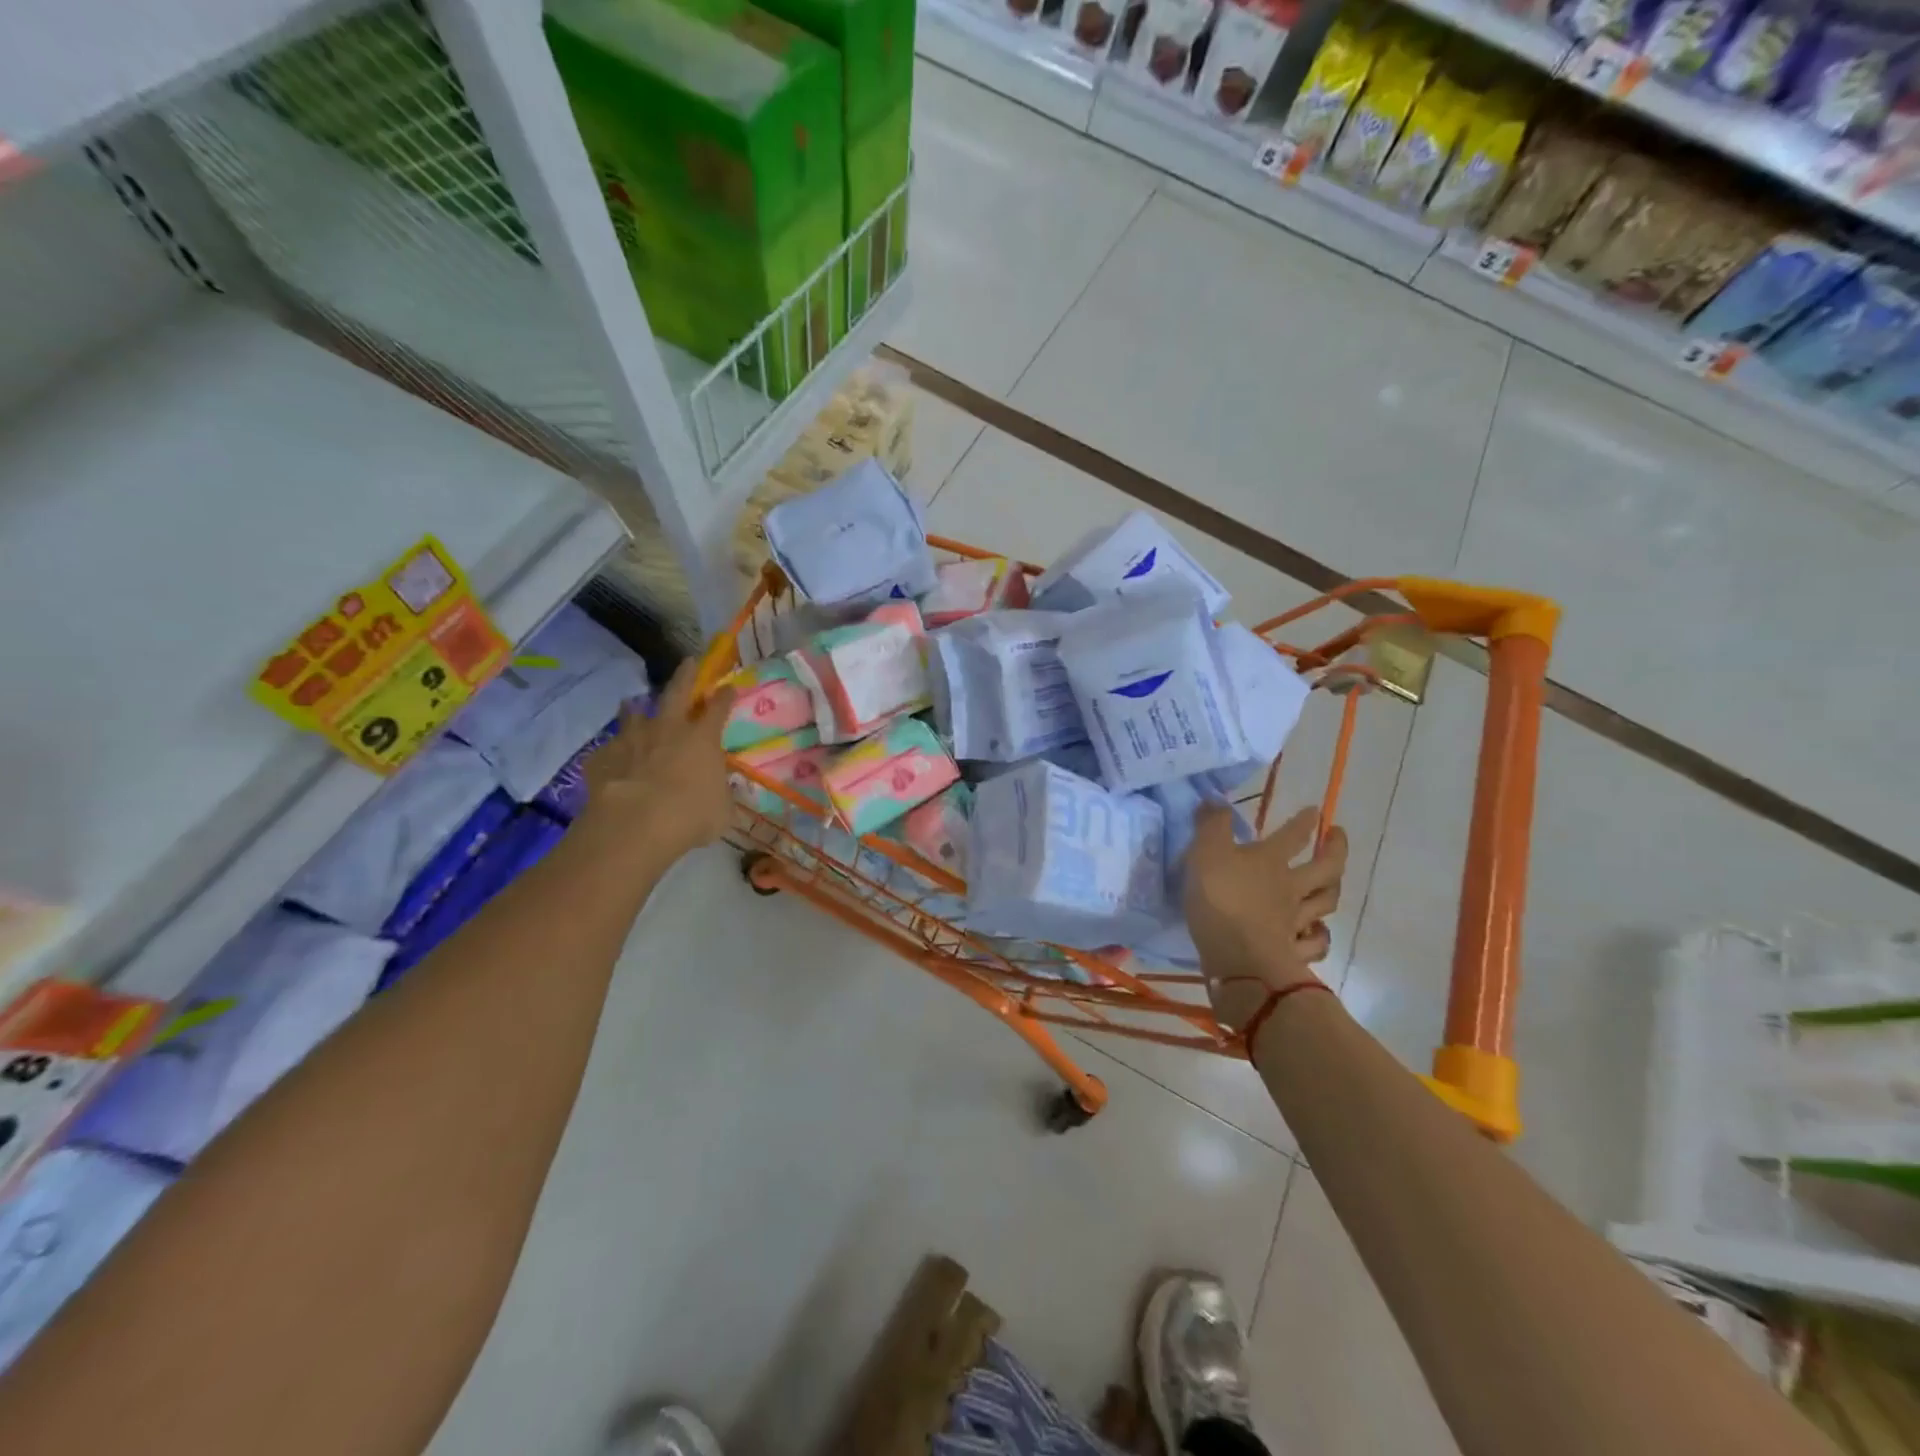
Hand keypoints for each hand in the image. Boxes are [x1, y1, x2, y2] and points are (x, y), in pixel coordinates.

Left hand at [577, 658, 736, 870]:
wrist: (635, 825)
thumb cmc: (690, 816)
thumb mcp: (721, 810)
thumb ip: (721, 795)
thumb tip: (721, 792)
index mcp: (702, 739)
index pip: (718, 709)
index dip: (725, 697)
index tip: (729, 687)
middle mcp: (668, 730)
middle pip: (677, 693)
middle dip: (685, 675)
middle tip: (688, 661)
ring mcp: (632, 740)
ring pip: (633, 715)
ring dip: (635, 709)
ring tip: (632, 704)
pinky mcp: (603, 758)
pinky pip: (608, 751)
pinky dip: (612, 752)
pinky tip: (611, 759)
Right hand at [1185, 805, 1346, 1030]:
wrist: (1238, 959)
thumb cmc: (1220, 899)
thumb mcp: (1205, 853)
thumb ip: (1211, 825)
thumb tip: (1216, 799)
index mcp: (1270, 860)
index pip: (1293, 835)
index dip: (1305, 821)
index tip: (1316, 811)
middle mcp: (1290, 887)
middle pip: (1325, 867)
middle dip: (1335, 849)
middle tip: (1339, 836)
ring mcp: (1295, 921)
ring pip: (1325, 902)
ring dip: (1332, 889)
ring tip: (1333, 881)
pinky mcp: (1292, 952)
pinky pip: (1314, 943)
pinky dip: (1320, 936)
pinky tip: (1317, 933)